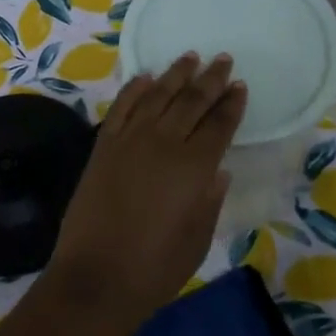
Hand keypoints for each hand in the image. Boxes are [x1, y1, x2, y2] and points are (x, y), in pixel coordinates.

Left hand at [49, 53, 245, 327]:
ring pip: (157, 95)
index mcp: (194, 168)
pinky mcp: (103, 146)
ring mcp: (129, 141)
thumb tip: (218, 169)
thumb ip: (210, 199)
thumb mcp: (198, 239)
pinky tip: (146, 76)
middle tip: (222, 59)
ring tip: (190, 57)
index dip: (231, 104)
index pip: (219, 125)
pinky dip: (135, 88)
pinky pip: (122, 107)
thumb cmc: (155, 268)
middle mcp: (163, 144)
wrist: (95, 278)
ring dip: (175, 74)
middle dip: (209, 79)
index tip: (240, 85)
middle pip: (191, 102)